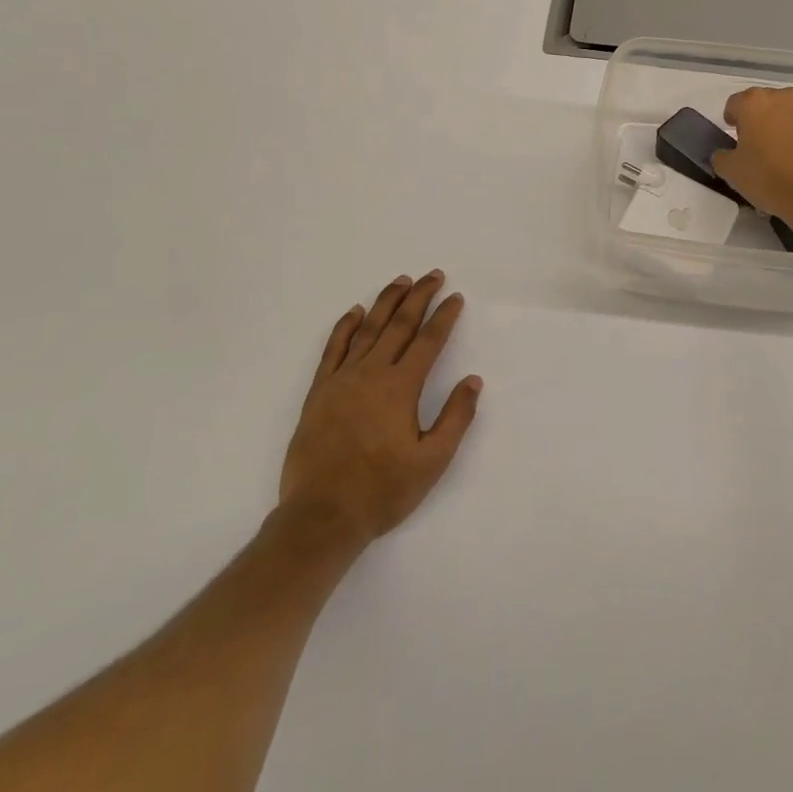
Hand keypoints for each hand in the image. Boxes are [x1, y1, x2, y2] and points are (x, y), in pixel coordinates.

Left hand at [277, 271, 481, 549]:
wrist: (321, 517)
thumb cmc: (382, 491)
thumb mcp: (432, 462)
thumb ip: (455, 418)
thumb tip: (473, 381)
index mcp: (401, 388)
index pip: (429, 341)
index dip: (444, 317)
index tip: (456, 297)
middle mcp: (372, 374)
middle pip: (400, 325)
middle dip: (419, 296)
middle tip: (433, 275)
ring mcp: (342, 380)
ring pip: (368, 329)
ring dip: (387, 302)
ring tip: (401, 281)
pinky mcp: (319, 392)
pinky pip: (333, 349)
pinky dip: (345, 327)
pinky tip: (355, 312)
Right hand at [712, 87, 792, 233]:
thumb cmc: (770, 179)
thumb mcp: (731, 172)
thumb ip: (721, 156)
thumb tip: (725, 153)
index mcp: (755, 103)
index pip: (735, 103)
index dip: (732, 119)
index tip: (735, 137)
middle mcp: (786, 97)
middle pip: (767, 103)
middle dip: (761, 120)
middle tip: (760, 146)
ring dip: (787, 125)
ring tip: (788, 153)